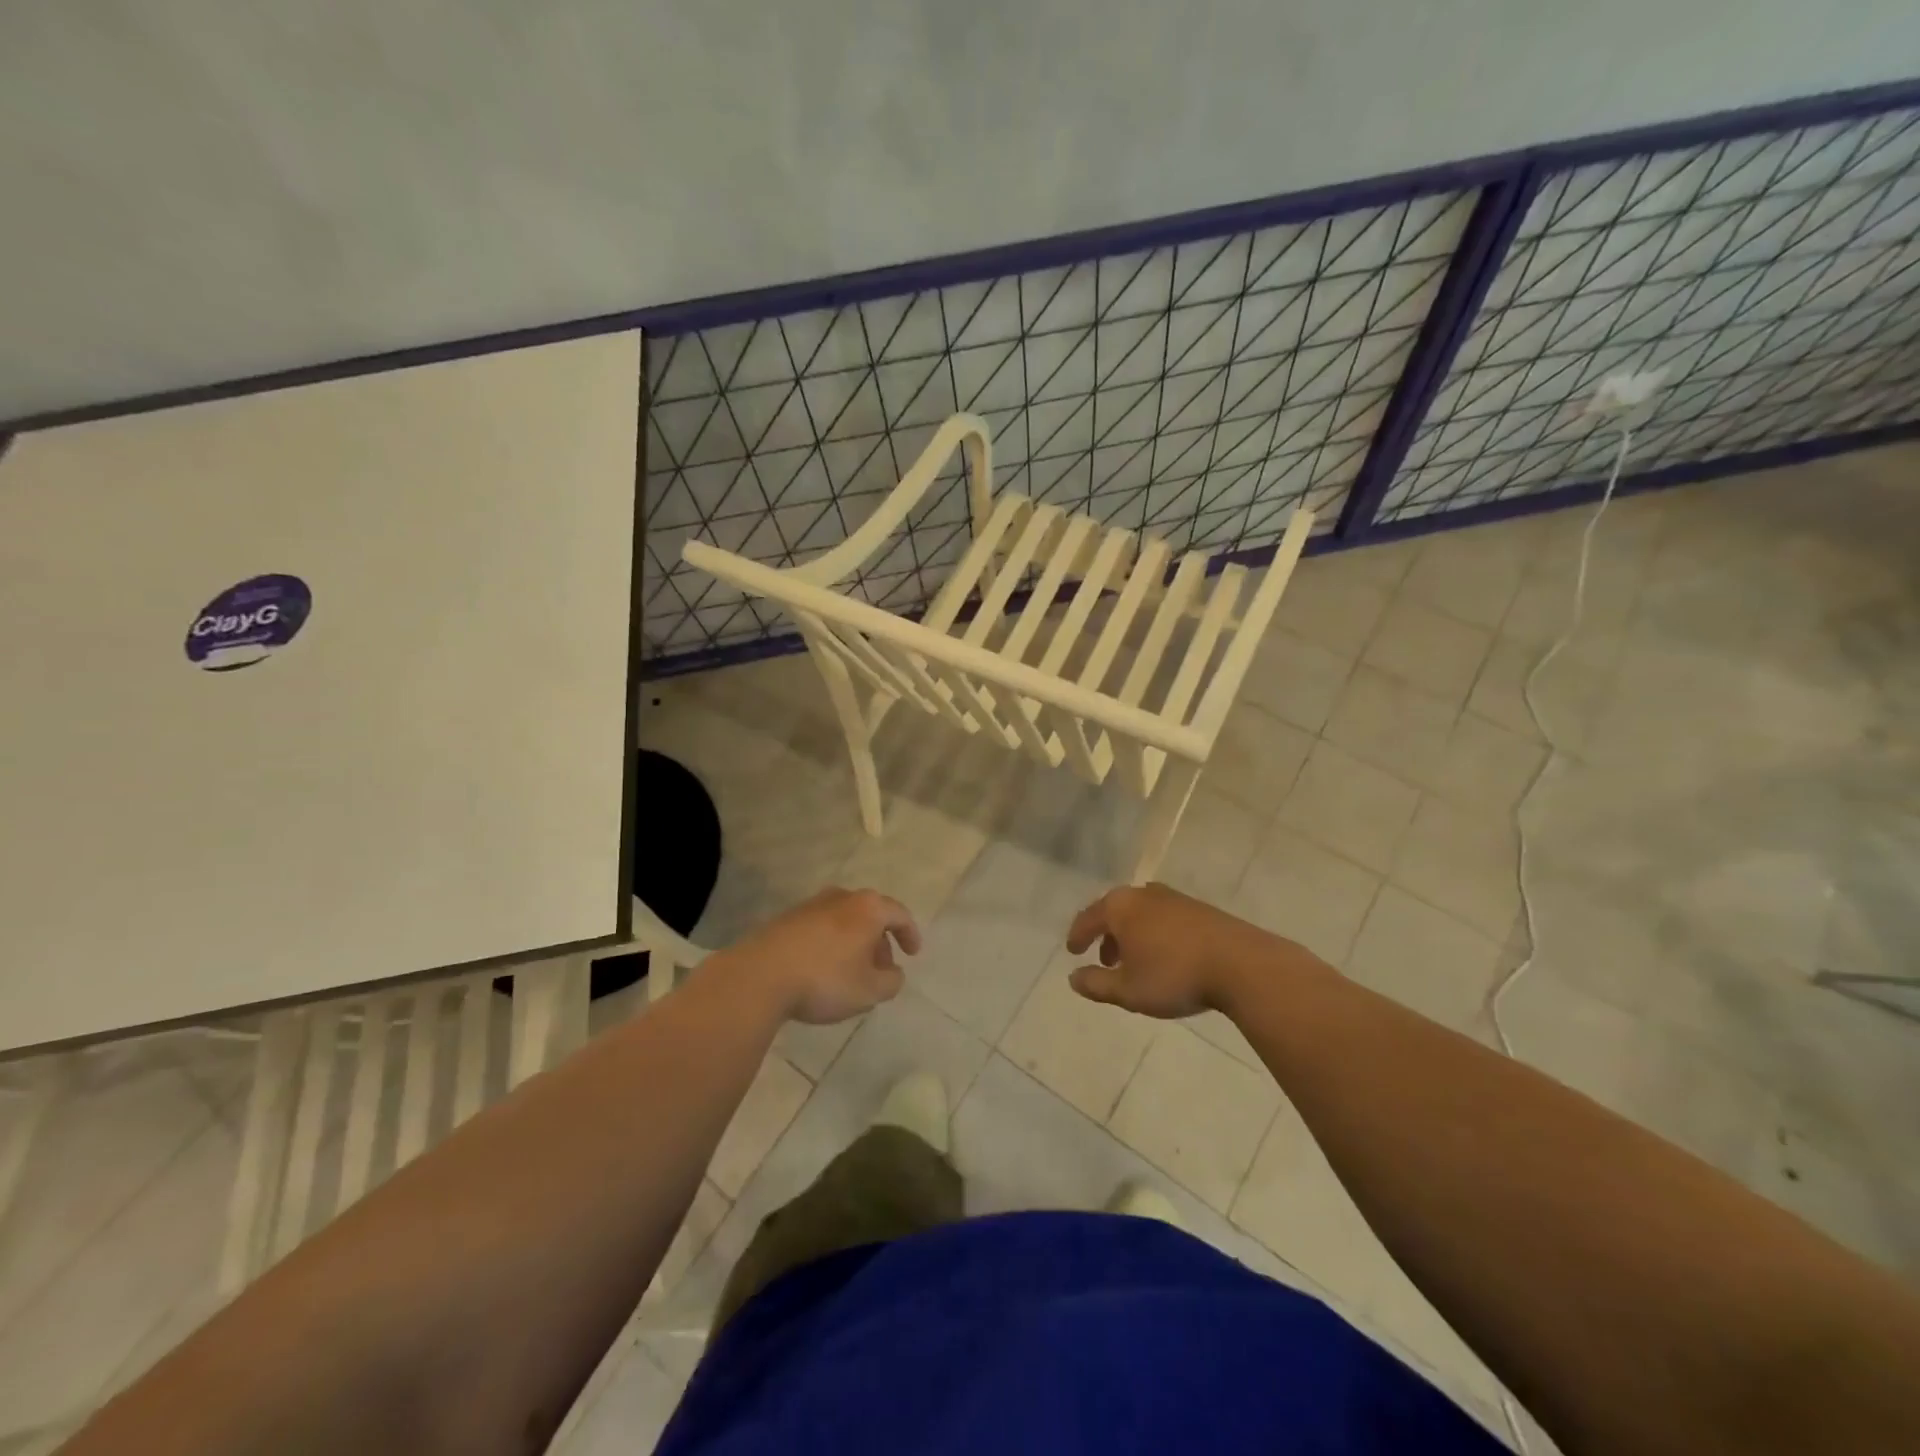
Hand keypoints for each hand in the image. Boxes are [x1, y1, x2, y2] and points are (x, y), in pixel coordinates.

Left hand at [720, 887, 921, 1024]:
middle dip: (880, 941)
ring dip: (854, 943)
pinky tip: (822, 970)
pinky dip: (830, 945)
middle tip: (881, 969)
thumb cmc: (825, 979)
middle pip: (870, 915)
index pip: (899, 914)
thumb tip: (893, 973)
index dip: (910, 934)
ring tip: (852, 973)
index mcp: (868, 908)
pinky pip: (820, 928)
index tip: (913, 954)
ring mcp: (811, 905)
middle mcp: (841, 897)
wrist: (759, 976)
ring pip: (844, 921)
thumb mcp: (870, 991)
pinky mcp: (786, 919)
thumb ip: (891, 981)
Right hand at [1066, 883, 1292, 1018]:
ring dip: (1131, 935)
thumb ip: (1096, 984)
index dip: (1078, 936)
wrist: (1241, 964)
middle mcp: (1143, 894)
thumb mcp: (1128, 990)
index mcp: (1120, 907)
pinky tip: (1164, 956)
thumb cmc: (1174, 975)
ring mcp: (1173, 898)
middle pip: (1114, 911)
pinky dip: (1154, 934)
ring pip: (1140, 913)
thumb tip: (1073, 978)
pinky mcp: (1199, 908)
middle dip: (1106, 935)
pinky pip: (1163, 917)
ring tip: (1134, 962)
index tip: (1072, 952)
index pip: (1088, 918)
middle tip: (1103, 959)